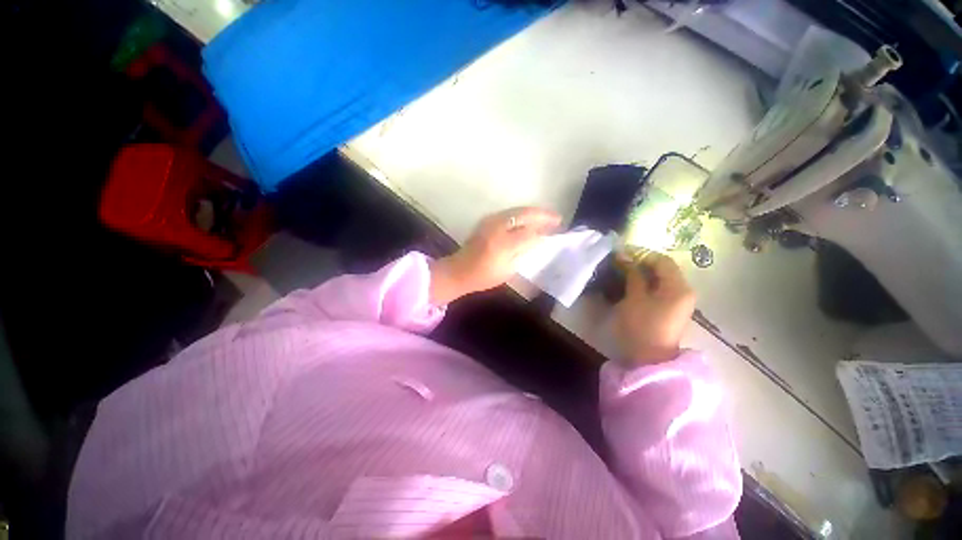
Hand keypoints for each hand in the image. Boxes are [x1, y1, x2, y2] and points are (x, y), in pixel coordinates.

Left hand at [429, 207, 560, 303]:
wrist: (459, 269)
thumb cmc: (484, 276)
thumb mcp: (508, 270)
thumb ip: (523, 252)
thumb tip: (538, 239)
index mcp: (502, 244)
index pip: (529, 233)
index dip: (544, 231)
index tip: (556, 231)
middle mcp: (497, 228)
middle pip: (524, 214)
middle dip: (542, 215)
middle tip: (557, 218)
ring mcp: (490, 221)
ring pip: (517, 210)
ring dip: (533, 212)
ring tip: (546, 217)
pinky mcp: (487, 220)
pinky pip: (509, 212)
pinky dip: (522, 214)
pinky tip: (529, 219)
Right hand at [615, 252, 695, 364]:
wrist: (649, 359)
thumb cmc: (641, 326)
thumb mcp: (634, 298)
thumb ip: (632, 275)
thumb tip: (624, 256)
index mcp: (679, 288)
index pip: (663, 261)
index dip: (642, 254)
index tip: (622, 254)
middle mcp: (683, 292)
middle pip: (663, 269)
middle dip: (641, 264)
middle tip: (620, 263)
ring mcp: (678, 302)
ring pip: (660, 279)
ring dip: (641, 274)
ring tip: (622, 273)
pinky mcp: (670, 310)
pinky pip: (659, 290)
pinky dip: (645, 284)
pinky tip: (630, 285)